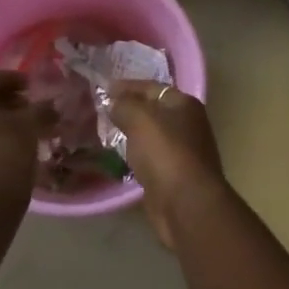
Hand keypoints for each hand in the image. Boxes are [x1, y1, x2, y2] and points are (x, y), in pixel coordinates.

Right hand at [111, 80, 227, 248]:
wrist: (186, 203)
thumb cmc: (165, 153)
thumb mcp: (140, 119)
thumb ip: (124, 105)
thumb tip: (113, 102)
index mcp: (184, 104)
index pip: (152, 87)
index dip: (127, 86)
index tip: (103, 88)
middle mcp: (188, 124)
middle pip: (153, 111)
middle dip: (129, 109)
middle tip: (101, 109)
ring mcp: (182, 151)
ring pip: (152, 135)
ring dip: (131, 133)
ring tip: (105, 130)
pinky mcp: (174, 175)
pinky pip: (150, 157)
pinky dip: (135, 154)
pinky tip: (119, 156)